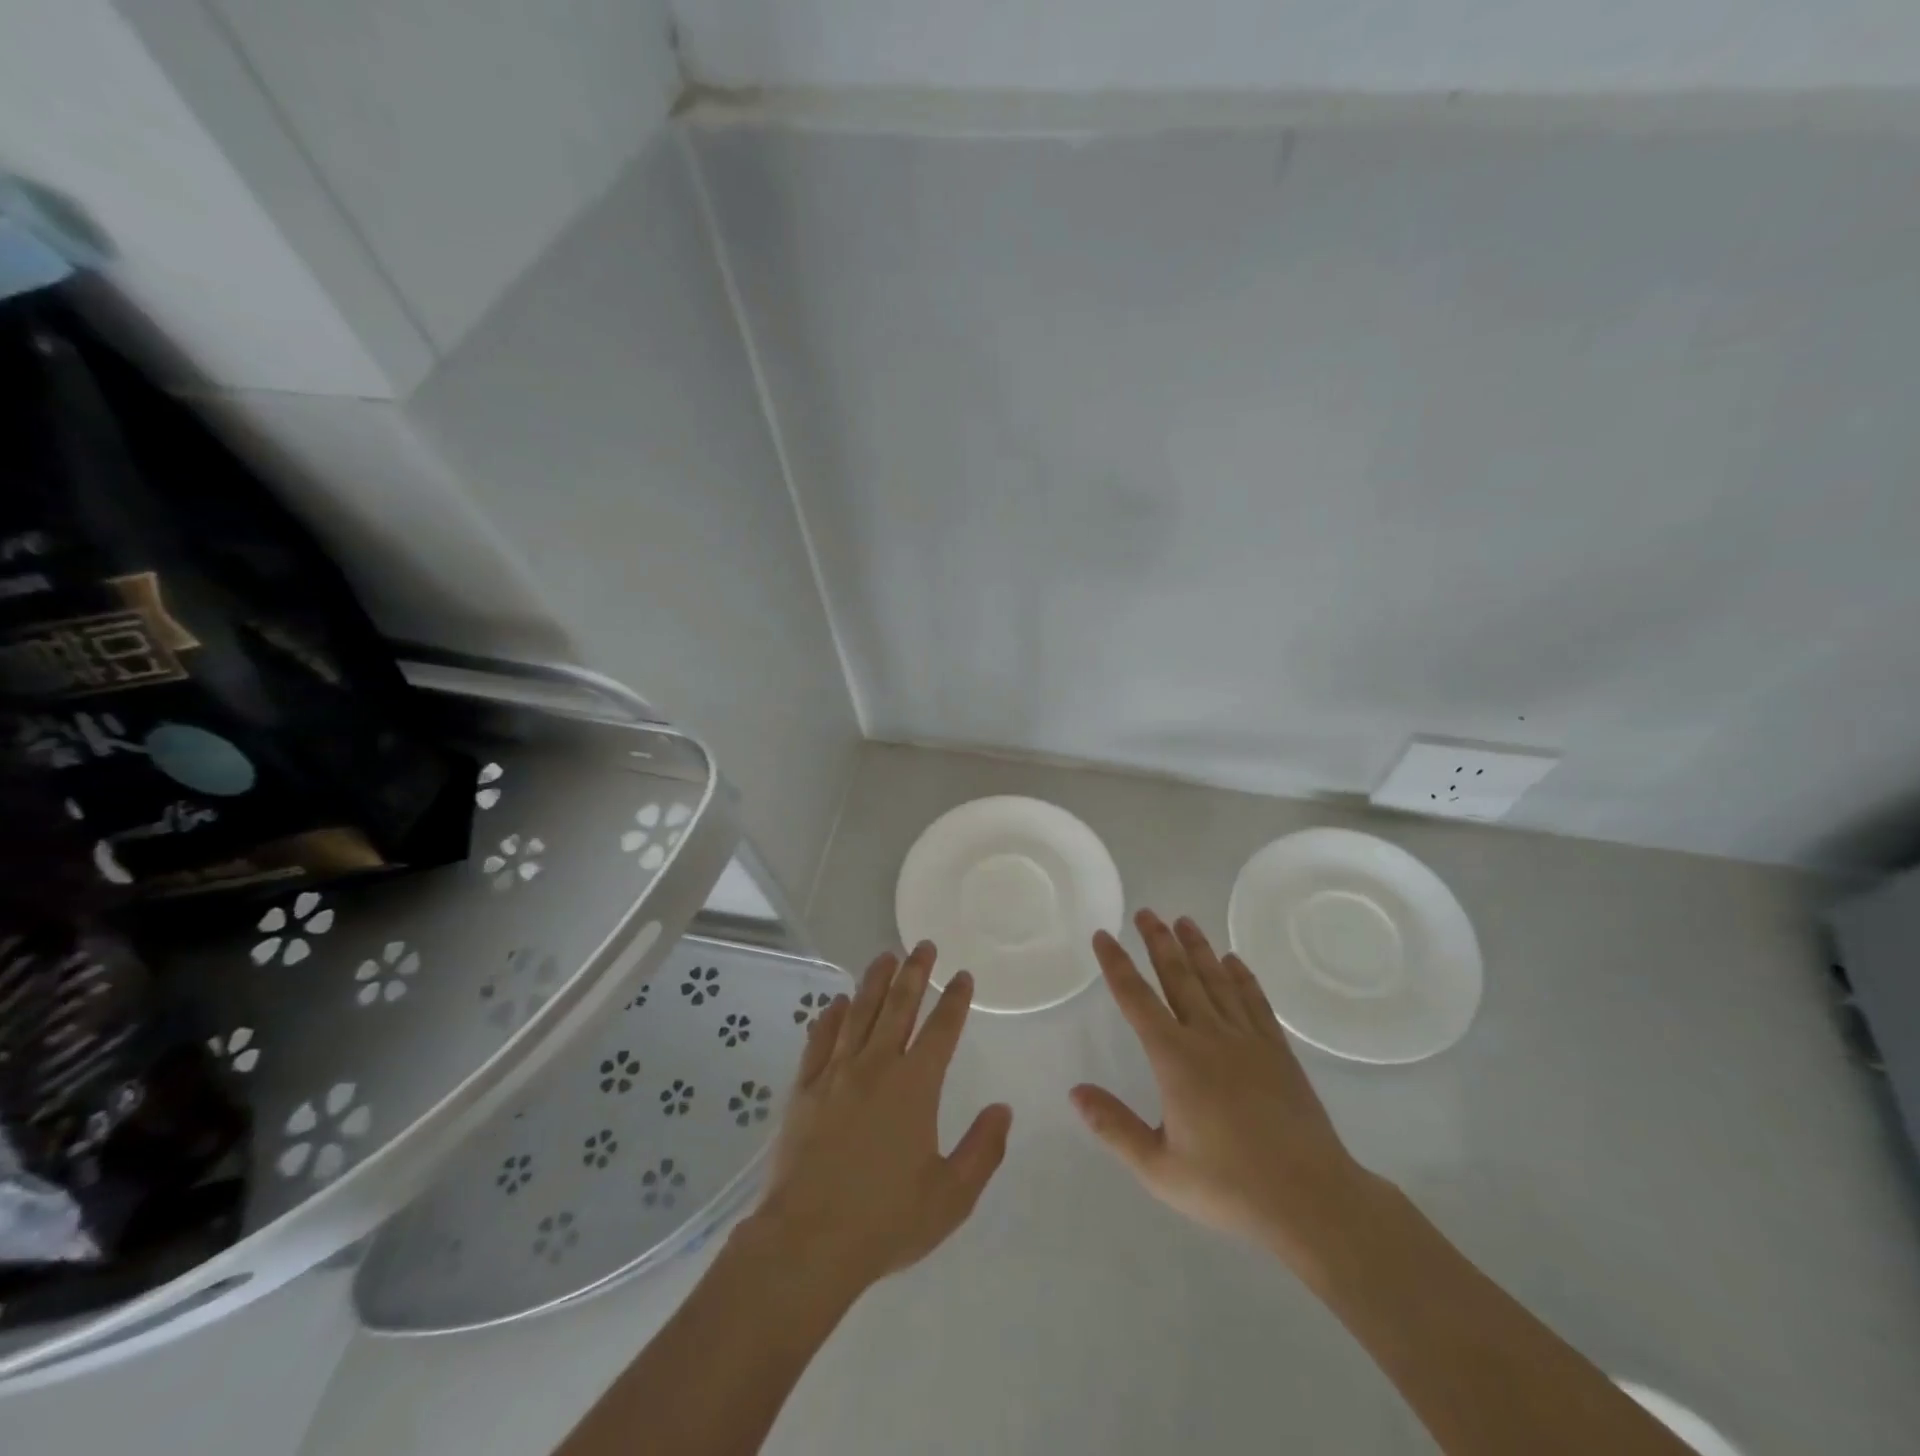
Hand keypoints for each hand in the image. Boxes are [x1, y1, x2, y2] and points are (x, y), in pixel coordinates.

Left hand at [746, 942, 1012, 1300]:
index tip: (962, 976)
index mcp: (915, 1086)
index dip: (955, 1000)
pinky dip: (831, 1017)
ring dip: (874, 982)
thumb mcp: (950, 1196)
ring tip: (885, 956)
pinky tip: (837, 1003)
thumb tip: (1002, 1110)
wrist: (807, 1242)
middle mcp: (876, 1066)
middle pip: (899, 1006)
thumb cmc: (885, 1220)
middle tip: (924, 945)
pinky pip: (820, 1040)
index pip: (942, 1029)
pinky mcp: (804, 1089)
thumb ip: (982, 1150)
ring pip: (859, 1013)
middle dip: (914, 973)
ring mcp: (836, 1073)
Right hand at [1071, 910, 1382, 1276]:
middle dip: (1159, 942)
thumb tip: (1075, 1091)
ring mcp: (1248, 1040)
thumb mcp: (1160, 1169)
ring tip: (1184, 920)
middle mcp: (1209, 1036)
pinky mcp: (1278, 1052)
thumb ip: (1114, 1127)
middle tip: (1146, 912)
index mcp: (1175, 1059)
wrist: (1313, 1200)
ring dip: (1198, 948)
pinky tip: (1234, 961)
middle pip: (1178, 977)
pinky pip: (1255, 1002)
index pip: (1136, 999)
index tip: (1103, 935)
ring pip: (1216, 981)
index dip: (1116, 965)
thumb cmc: (1230, 1187)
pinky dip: (1242, 977)